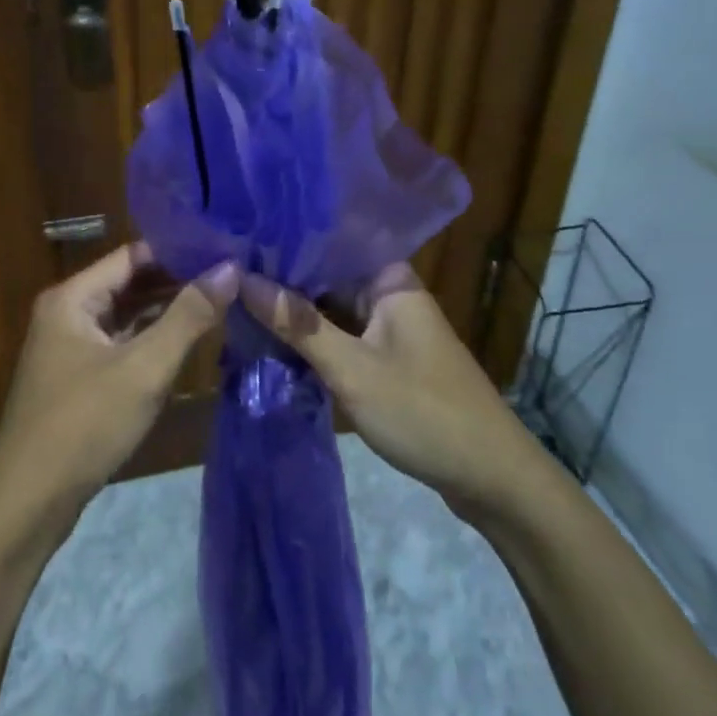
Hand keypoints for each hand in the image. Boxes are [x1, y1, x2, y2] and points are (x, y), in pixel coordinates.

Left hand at [0, 244, 240, 515]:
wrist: (29, 501)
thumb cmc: (85, 424)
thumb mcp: (144, 368)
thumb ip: (189, 316)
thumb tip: (230, 268)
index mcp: (73, 297)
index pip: (133, 254)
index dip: (178, 249)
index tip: (224, 248)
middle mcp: (68, 312)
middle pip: (130, 281)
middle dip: (177, 278)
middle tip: (231, 274)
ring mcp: (71, 345)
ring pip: (127, 314)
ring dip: (167, 308)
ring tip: (220, 298)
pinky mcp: (79, 376)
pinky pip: (121, 342)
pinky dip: (152, 337)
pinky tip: (188, 337)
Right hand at [243, 264, 530, 516]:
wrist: (492, 478)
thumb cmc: (423, 413)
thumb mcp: (352, 369)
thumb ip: (298, 324)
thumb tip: (242, 278)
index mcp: (390, 280)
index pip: (329, 242)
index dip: (283, 239)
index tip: (235, 237)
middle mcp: (390, 294)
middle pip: (327, 276)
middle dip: (281, 278)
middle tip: (224, 274)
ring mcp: (389, 328)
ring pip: (331, 309)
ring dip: (294, 311)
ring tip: (235, 299)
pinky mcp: (387, 359)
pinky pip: (341, 336)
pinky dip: (312, 339)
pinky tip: (271, 338)